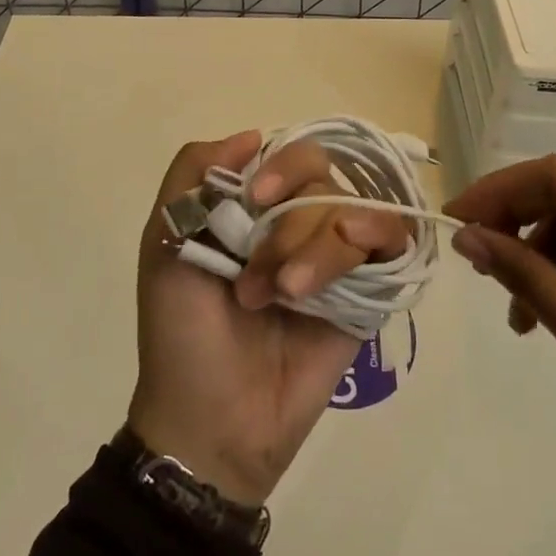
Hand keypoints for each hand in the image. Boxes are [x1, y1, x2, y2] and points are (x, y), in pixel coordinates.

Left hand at [127, 131, 408, 506]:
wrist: (213, 420)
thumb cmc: (181, 331)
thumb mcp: (163, 239)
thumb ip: (192, 173)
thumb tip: (254, 135)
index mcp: (255, 206)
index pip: (289, 154)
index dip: (280, 167)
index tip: (256, 197)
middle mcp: (298, 222)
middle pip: (325, 178)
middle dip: (291, 222)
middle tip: (259, 276)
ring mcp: (335, 257)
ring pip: (354, 211)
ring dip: (318, 249)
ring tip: (285, 297)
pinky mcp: (366, 292)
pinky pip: (392, 240)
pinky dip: (373, 240)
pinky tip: (341, 273)